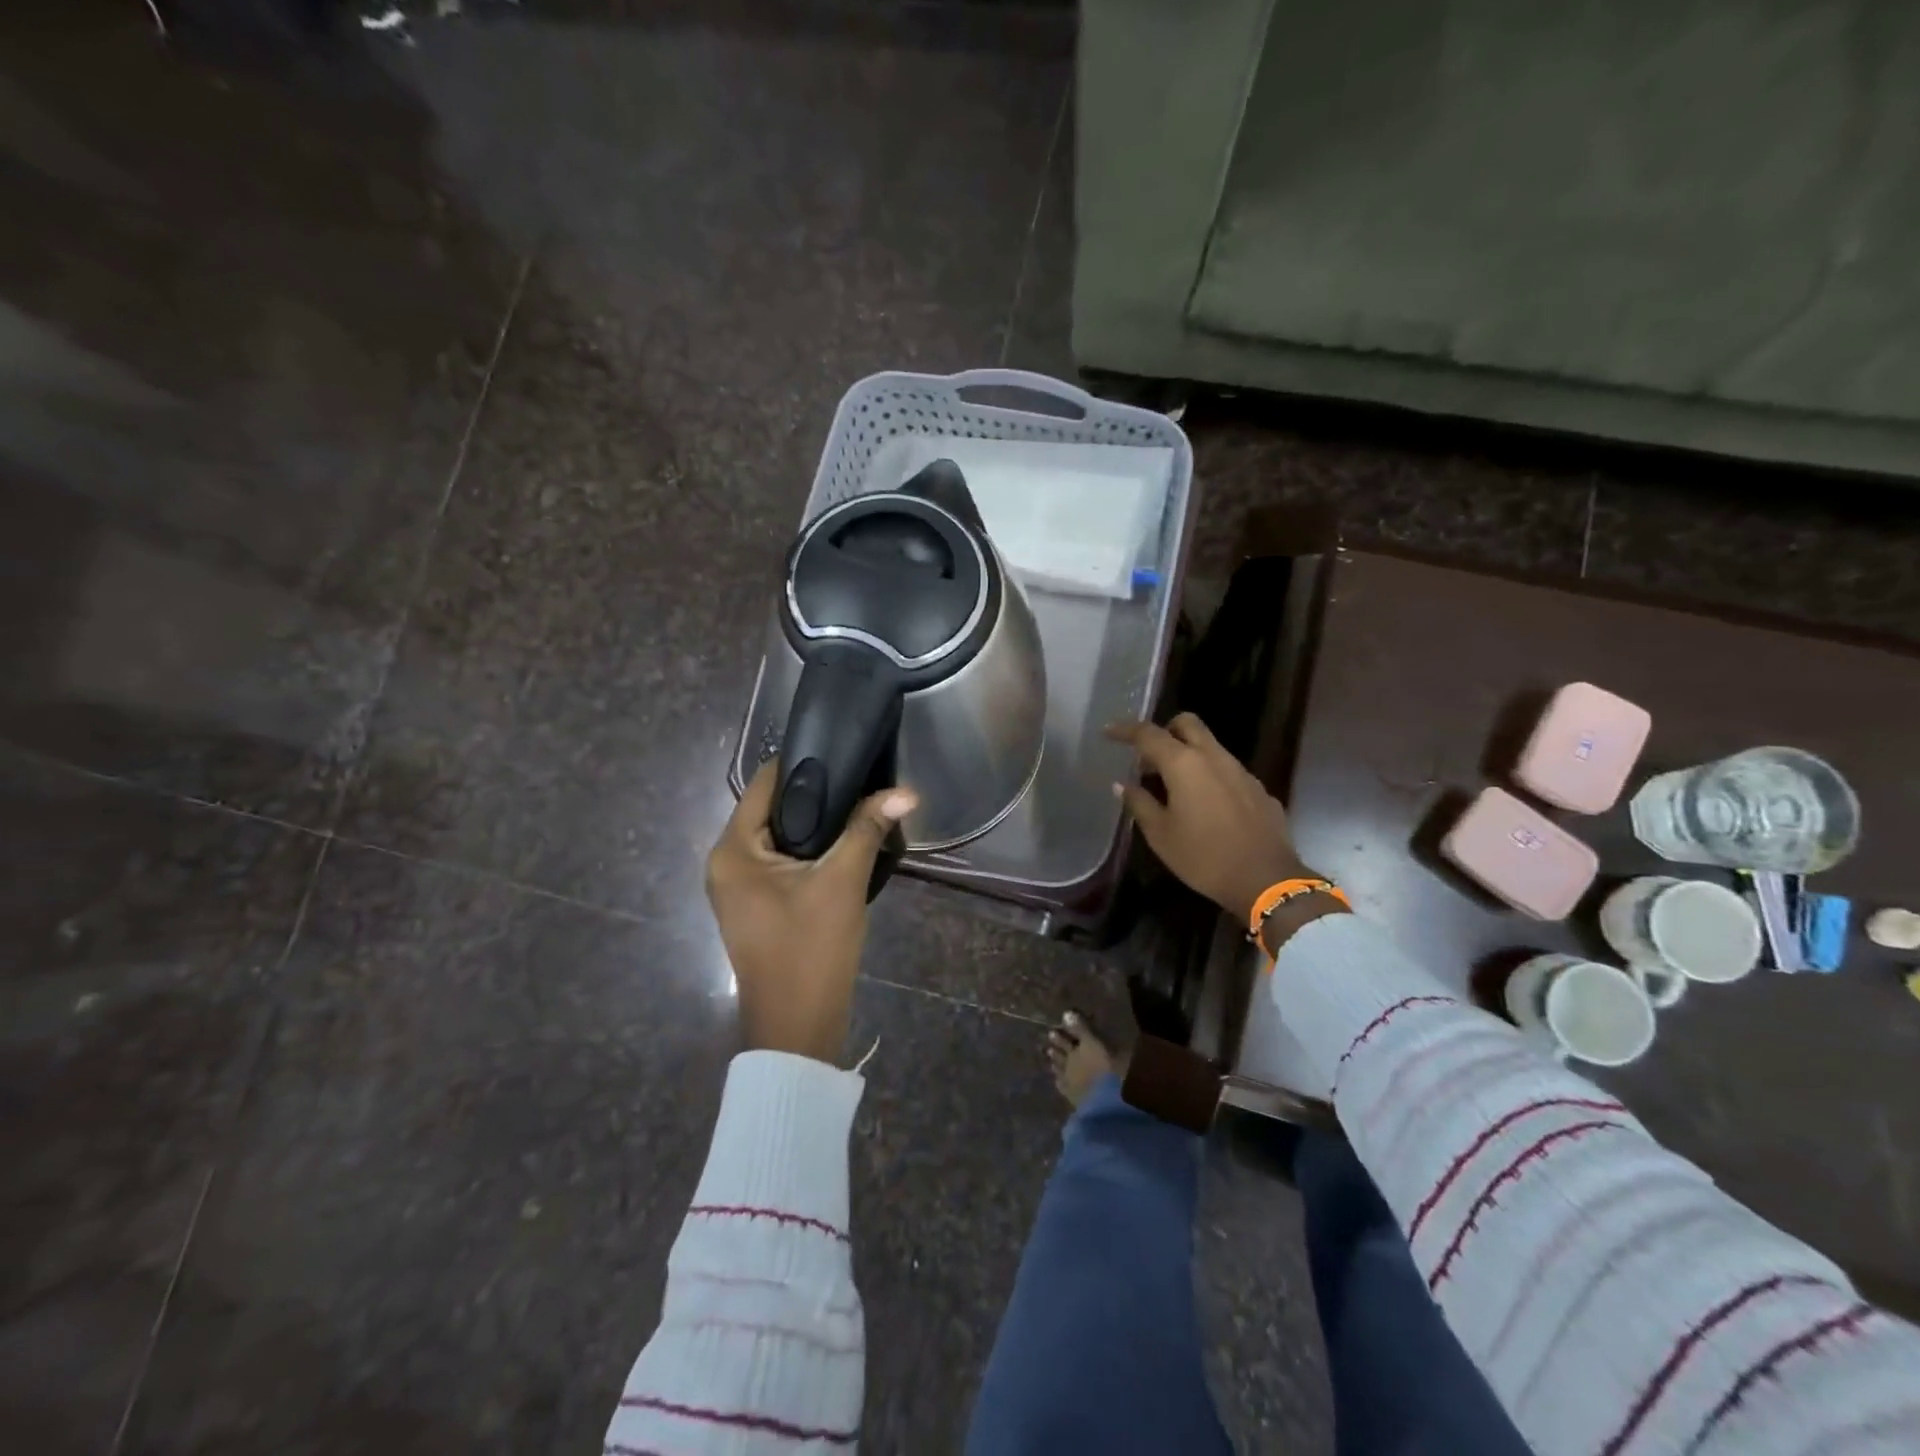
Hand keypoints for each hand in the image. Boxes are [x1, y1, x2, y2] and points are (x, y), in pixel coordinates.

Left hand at [707, 761, 916, 1062]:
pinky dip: (810, 851)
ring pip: (779, 837)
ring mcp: (738, 888)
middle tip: (861, 779)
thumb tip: (906, 790)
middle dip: (816, 795)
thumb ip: (868, 828)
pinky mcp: (756, 906)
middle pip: (772, 809)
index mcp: (732, 850)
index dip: (803, 764)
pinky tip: (845, 845)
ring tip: (860, 806)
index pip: (764, 783)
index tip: (844, 751)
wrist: (798, 1027)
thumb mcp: (842, 882)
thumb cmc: (811, 950)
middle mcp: (725, 863)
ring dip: (817, 825)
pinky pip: (781, 862)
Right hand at [1107, 713, 1314, 923]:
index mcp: (1184, 764)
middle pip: (1187, 724)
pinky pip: (1227, 771)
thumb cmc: (1203, 857)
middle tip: (1148, 758)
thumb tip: (1122, 784)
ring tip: (1172, 786)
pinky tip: (1205, 807)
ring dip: (1188, 755)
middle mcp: (1214, 757)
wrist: (1266, 880)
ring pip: (1210, 746)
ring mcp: (1241, 772)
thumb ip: (1139, 803)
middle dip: (1164, 730)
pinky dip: (1209, 776)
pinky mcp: (1258, 790)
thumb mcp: (1160, 834)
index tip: (1108, 732)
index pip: (1148, 734)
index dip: (1125, 730)